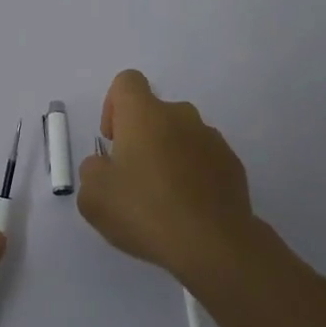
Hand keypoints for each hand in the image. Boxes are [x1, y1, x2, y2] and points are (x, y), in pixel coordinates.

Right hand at [77, 70, 255, 286]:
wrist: (213, 244)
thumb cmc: (145, 211)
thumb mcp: (94, 197)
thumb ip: (92, 170)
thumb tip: (105, 165)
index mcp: (144, 113)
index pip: (127, 82)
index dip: (113, 105)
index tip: (112, 141)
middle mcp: (180, 115)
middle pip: (155, 112)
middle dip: (142, 137)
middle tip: (133, 177)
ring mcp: (212, 138)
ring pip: (181, 136)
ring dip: (169, 155)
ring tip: (163, 199)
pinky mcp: (233, 164)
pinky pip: (205, 159)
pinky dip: (194, 175)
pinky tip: (188, 209)